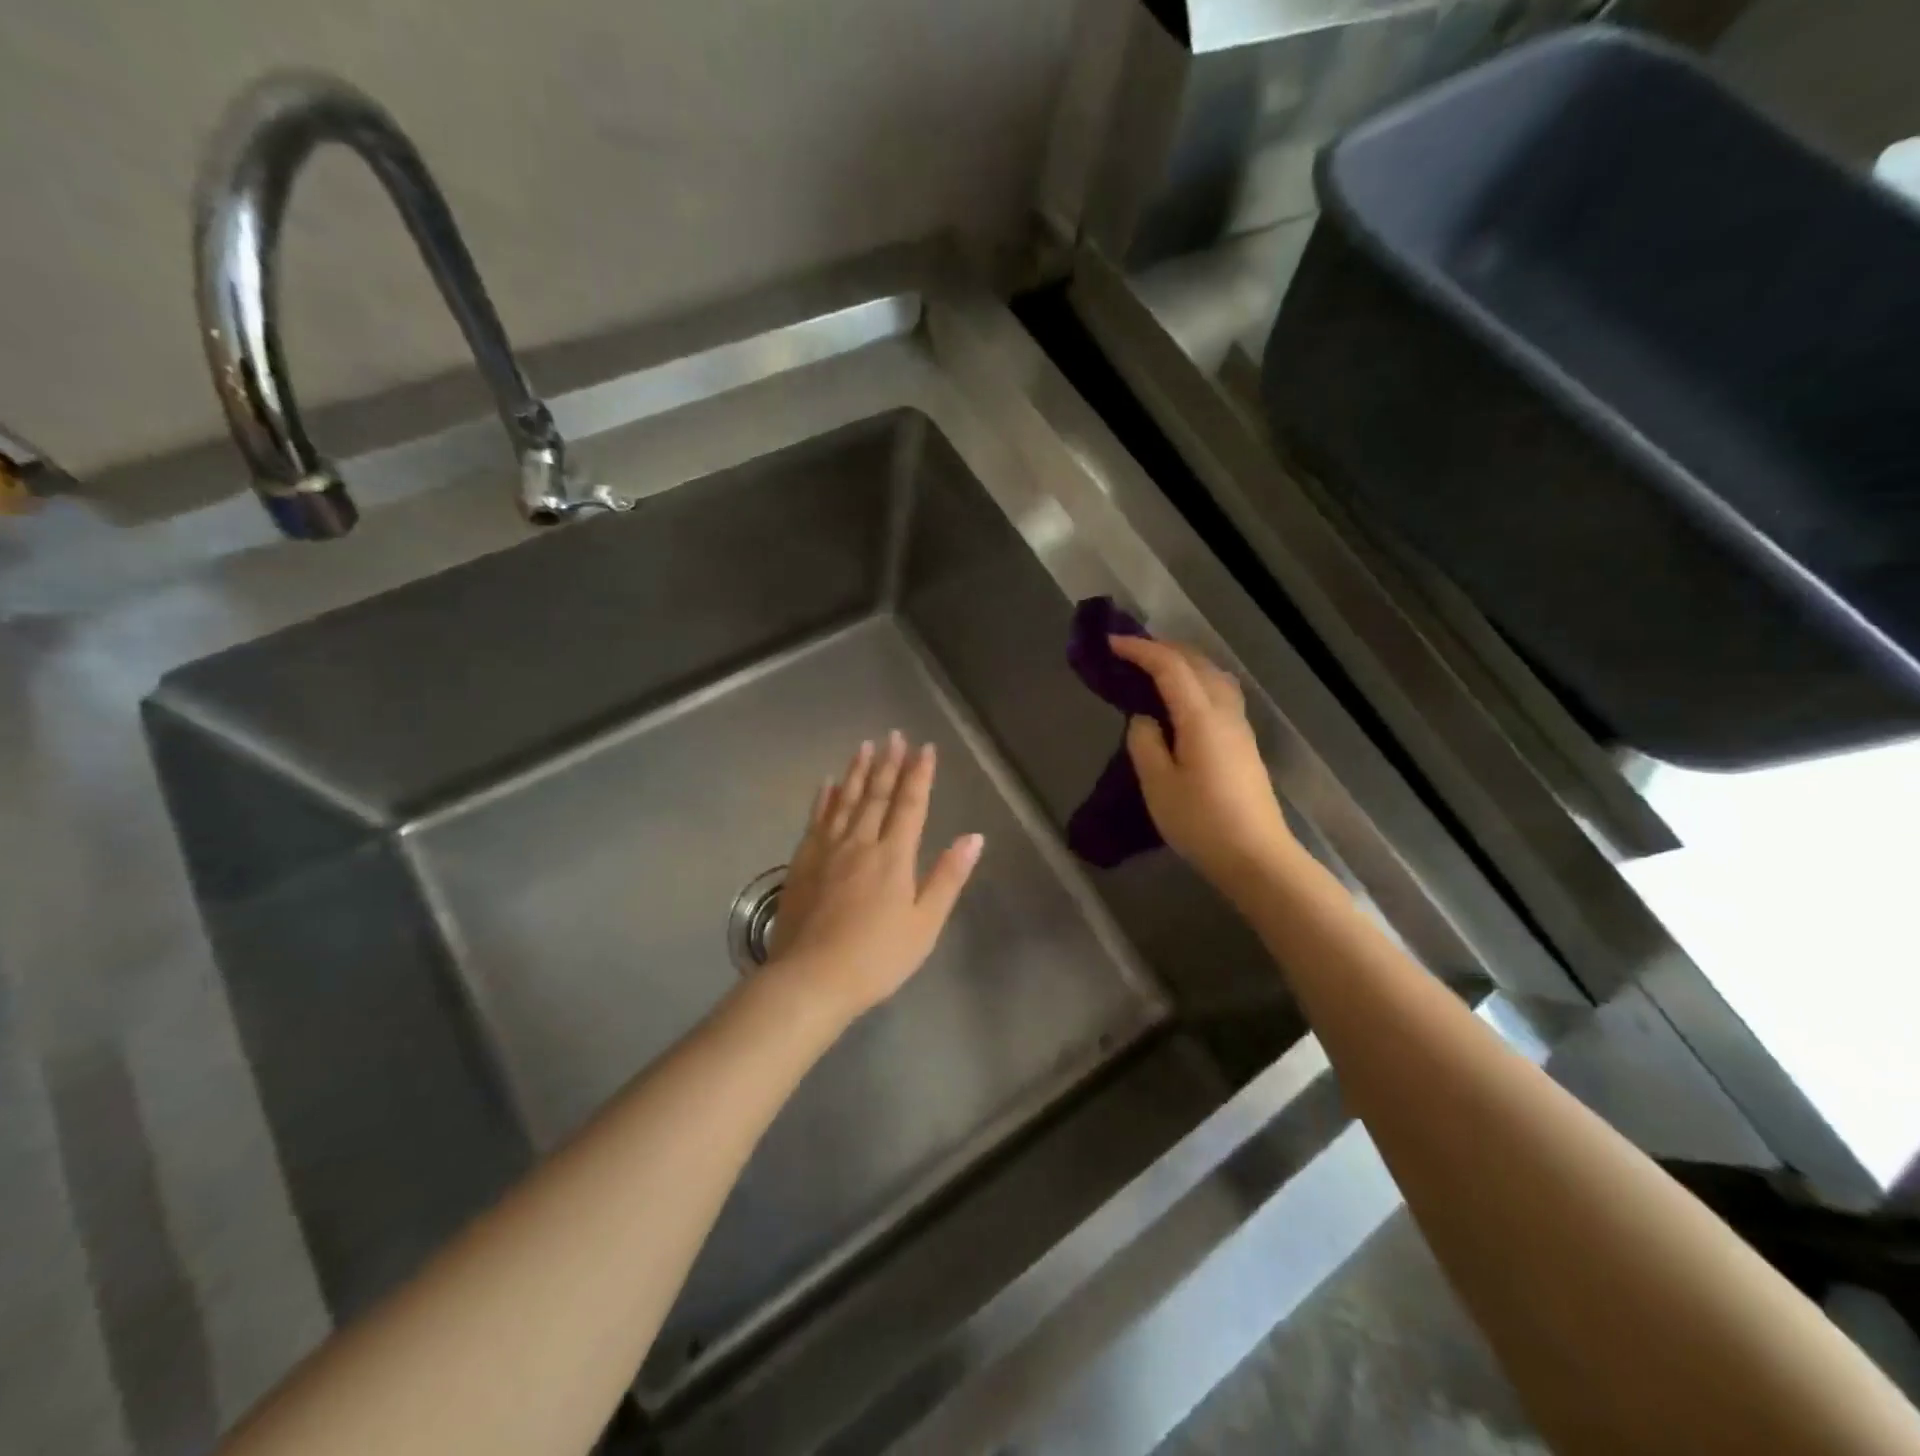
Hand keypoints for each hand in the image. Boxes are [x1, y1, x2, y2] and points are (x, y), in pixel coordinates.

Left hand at [766, 732, 984, 1022]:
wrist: (811, 979)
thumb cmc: (877, 958)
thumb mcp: (924, 924)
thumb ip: (947, 877)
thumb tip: (974, 837)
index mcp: (893, 857)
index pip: (910, 805)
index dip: (919, 775)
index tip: (925, 748)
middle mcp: (860, 843)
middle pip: (876, 795)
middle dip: (888, 763)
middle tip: (894, 735)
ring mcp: (827, 851)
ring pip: (845, 801)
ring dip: (857, 772)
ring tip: (864, 746)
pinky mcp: (802, 863)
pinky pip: (816, 820)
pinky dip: (824, 799)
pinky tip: (827, 784)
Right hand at [1110, 636, 1298, 893]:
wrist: (1256, 857)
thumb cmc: (1201, 823)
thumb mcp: (1158, 786)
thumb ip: (1145, 744)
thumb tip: (1145, 719)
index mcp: (1201, 718)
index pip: (1170, 668)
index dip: (1140, 650)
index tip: (1111, 644)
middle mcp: (1225, 713)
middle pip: (1197, 663)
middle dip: (1163, 649)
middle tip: (1130, 652)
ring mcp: (1239, 727)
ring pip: (1214, 676)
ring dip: (1184, 663)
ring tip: (1155, 669)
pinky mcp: (1244, 744)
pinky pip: (1220, 694)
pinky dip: (1196, 681)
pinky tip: (1182, 699)